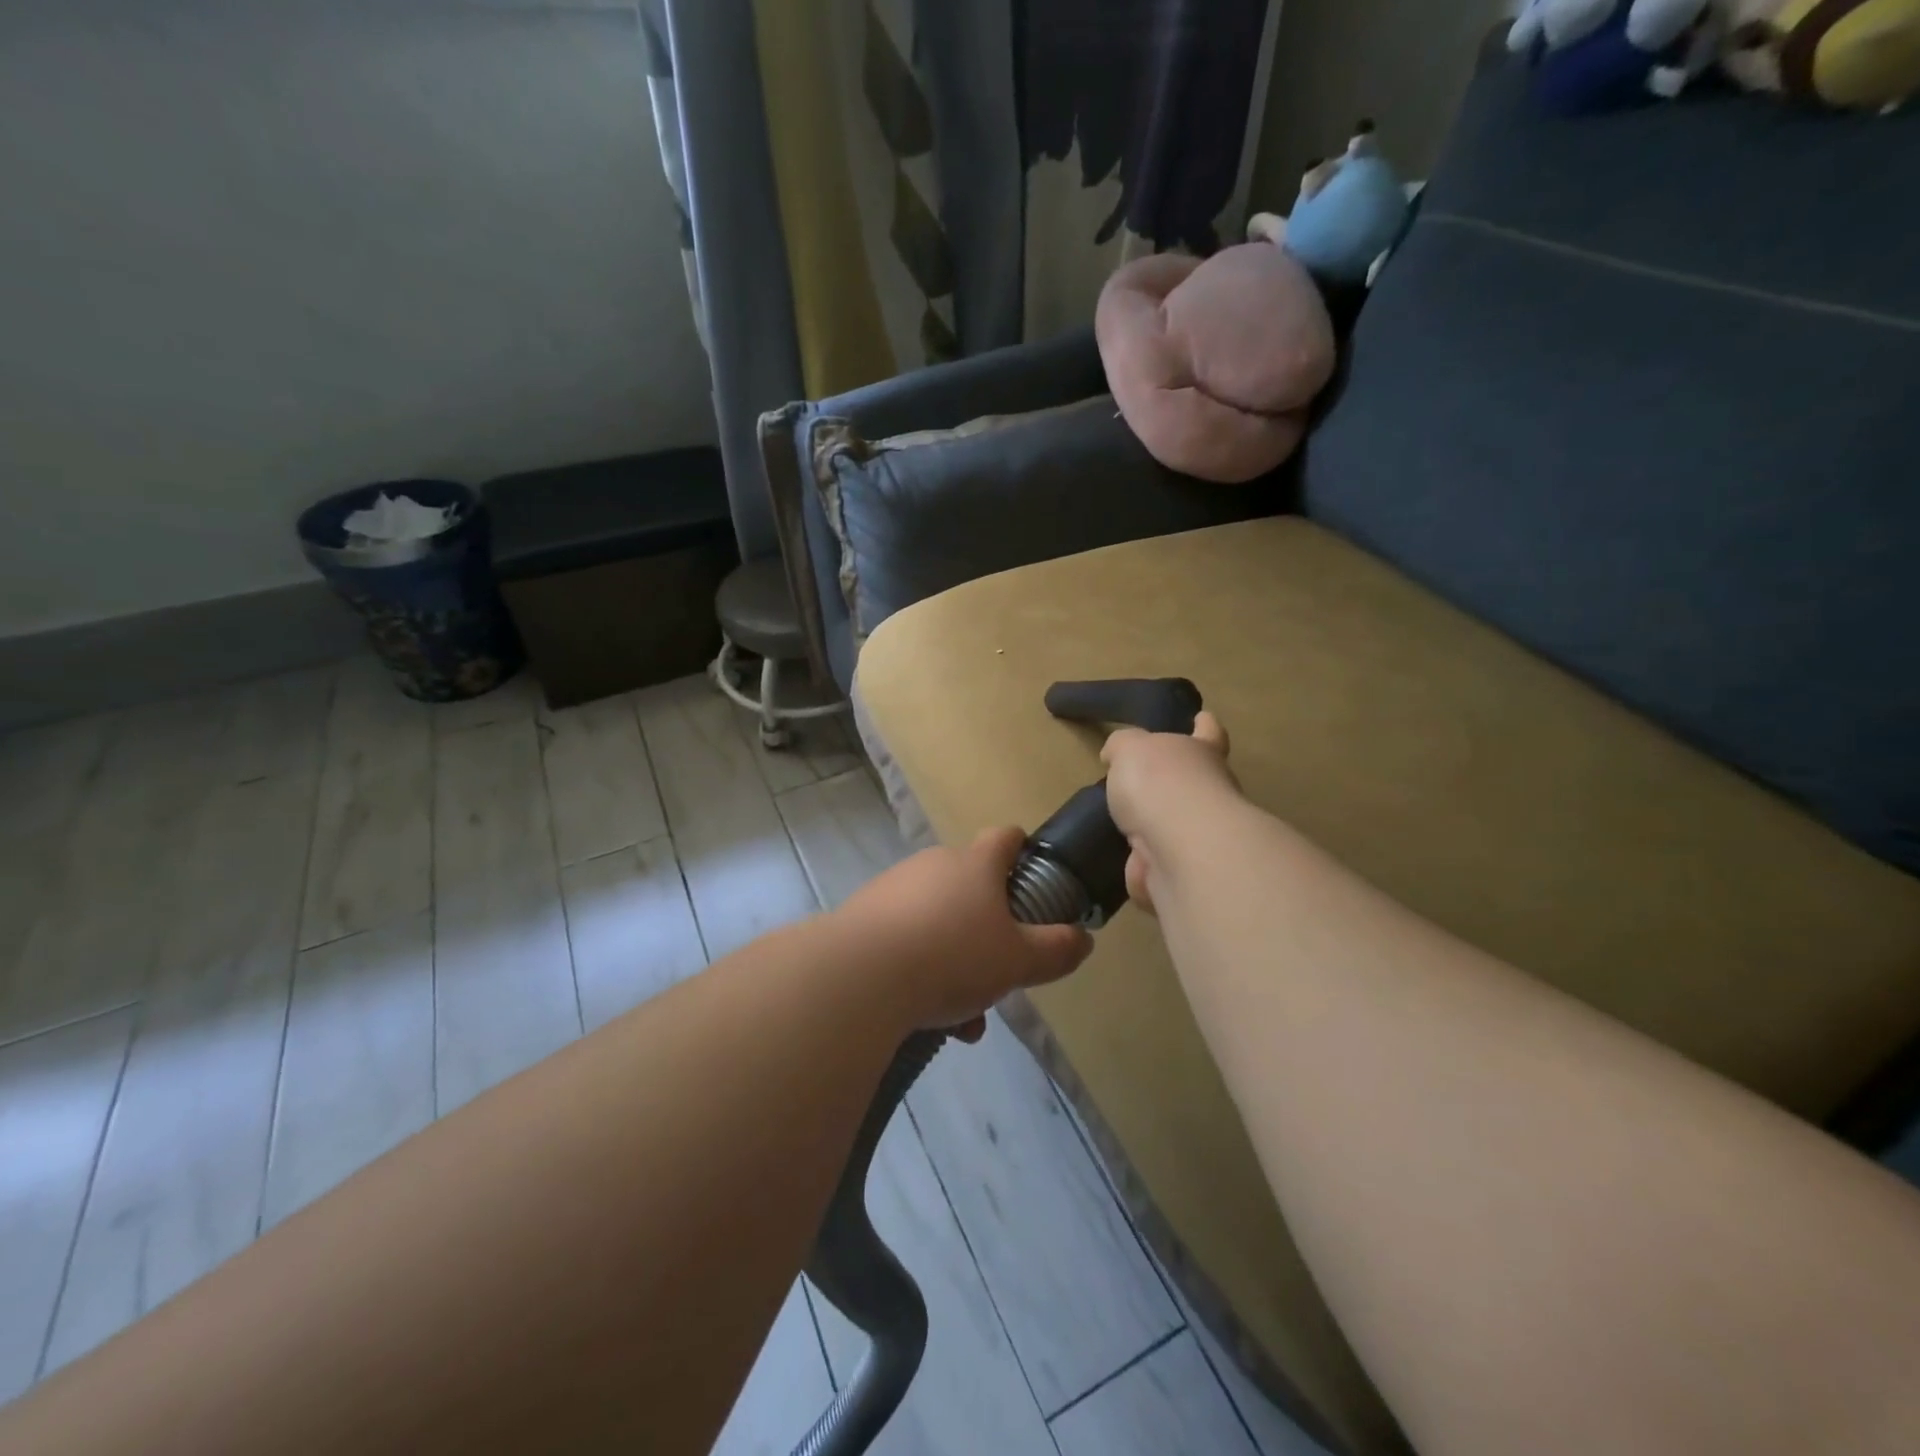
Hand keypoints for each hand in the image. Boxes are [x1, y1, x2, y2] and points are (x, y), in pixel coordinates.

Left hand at [835, 828, 1093, 1032]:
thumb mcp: (1019, 960)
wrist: (860, 975)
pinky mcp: (864, 915)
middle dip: (989, 930)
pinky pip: (905, 938)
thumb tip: (1083, 939)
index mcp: (975, 864)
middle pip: (972, 887)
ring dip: (955, 960)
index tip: (1033, 881)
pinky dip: (921, 970)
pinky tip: (926, 1016)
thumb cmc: (953, 956)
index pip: (1006, 838)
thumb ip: (1057, 950)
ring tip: (962, 1016)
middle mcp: (934, 865)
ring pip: (938, 921)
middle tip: (999, 972)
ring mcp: (895, 887)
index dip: (1024, 853)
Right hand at [1101, 711, 1235, 915]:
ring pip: (1174, 830)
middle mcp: (1211, 792)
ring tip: (1122, 832)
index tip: (1202, 719)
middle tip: (1138, 789)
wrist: (1180, 848)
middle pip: (1192, 784)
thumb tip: (1115, 755)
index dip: (1204, 726)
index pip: (1208, 732)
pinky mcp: (1189, 873)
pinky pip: (1159, 868)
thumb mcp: (1129, 747)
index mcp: (1201, 752)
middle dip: (1170, 788)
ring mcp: (1203, 836)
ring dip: (1152, 833)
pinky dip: (1143, 870)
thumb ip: (1122, 746)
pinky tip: (1126, 864)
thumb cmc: (1159, 782)